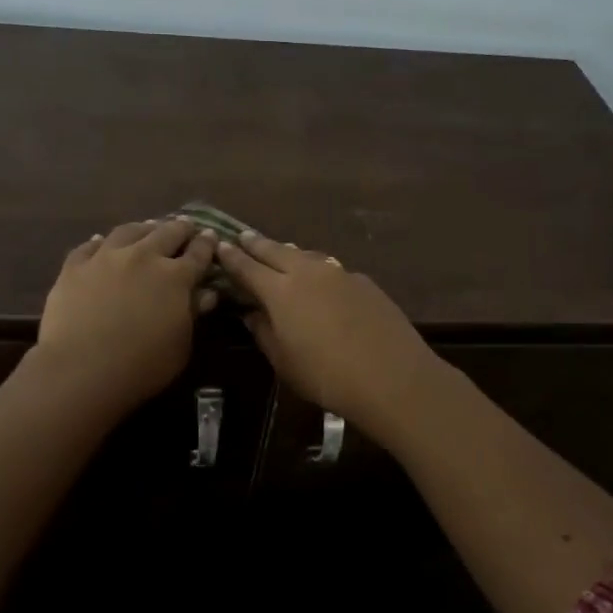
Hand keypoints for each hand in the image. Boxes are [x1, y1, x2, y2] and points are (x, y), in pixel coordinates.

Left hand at [36, 219, 218, 410]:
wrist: (81, 369)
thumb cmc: (142, 366)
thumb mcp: (180, 346)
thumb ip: (193, 315)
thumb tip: (206, 294)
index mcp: (175, 277)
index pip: (198, 254)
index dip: (206, 244)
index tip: (211, 236)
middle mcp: (143, 257)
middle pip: (166, 233)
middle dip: (180, 228)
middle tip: (185, 226)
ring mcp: (106, 258)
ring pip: (128, 231)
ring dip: (143, 228)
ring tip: (147, 227)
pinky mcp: (74, 267)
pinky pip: (88, 246)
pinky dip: (99, 242)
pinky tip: (100, 241)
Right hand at [216, 231, 445, 442]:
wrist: (392, 376)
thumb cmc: (326, 376)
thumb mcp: (284, 362)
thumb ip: (264, 332)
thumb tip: (252, 313)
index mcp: (280, 291)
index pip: (248, 267)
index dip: (232, 256)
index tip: (220, 245)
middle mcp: (308, 272)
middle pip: (276, 251)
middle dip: (257, 243)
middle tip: (243, 236)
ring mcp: (340, 274)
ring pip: (306, 255)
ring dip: (288, 252)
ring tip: (279, 252)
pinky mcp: (364, 282)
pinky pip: (331, 268)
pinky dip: (317, 268)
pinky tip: (321, 280)